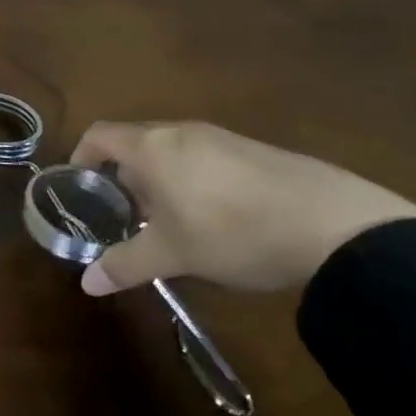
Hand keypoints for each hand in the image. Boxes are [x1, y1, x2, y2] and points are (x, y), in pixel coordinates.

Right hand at [69, 121, 415, 295]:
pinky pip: (206, 157)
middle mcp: (180, 131)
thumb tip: (86, 284)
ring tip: (172, 221)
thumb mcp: (174, 254)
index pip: (99, 135)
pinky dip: (195, 179)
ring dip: (161, 179)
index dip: (82, 156)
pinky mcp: (254, 150)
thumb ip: (126, 264)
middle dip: (124, 176)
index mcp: (151, 146)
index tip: (80, 186)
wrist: (334, 224)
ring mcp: (220, 137)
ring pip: (172, 150)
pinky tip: (218, 218)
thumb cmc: (232, 230)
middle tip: (127, 215)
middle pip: (135, 142)